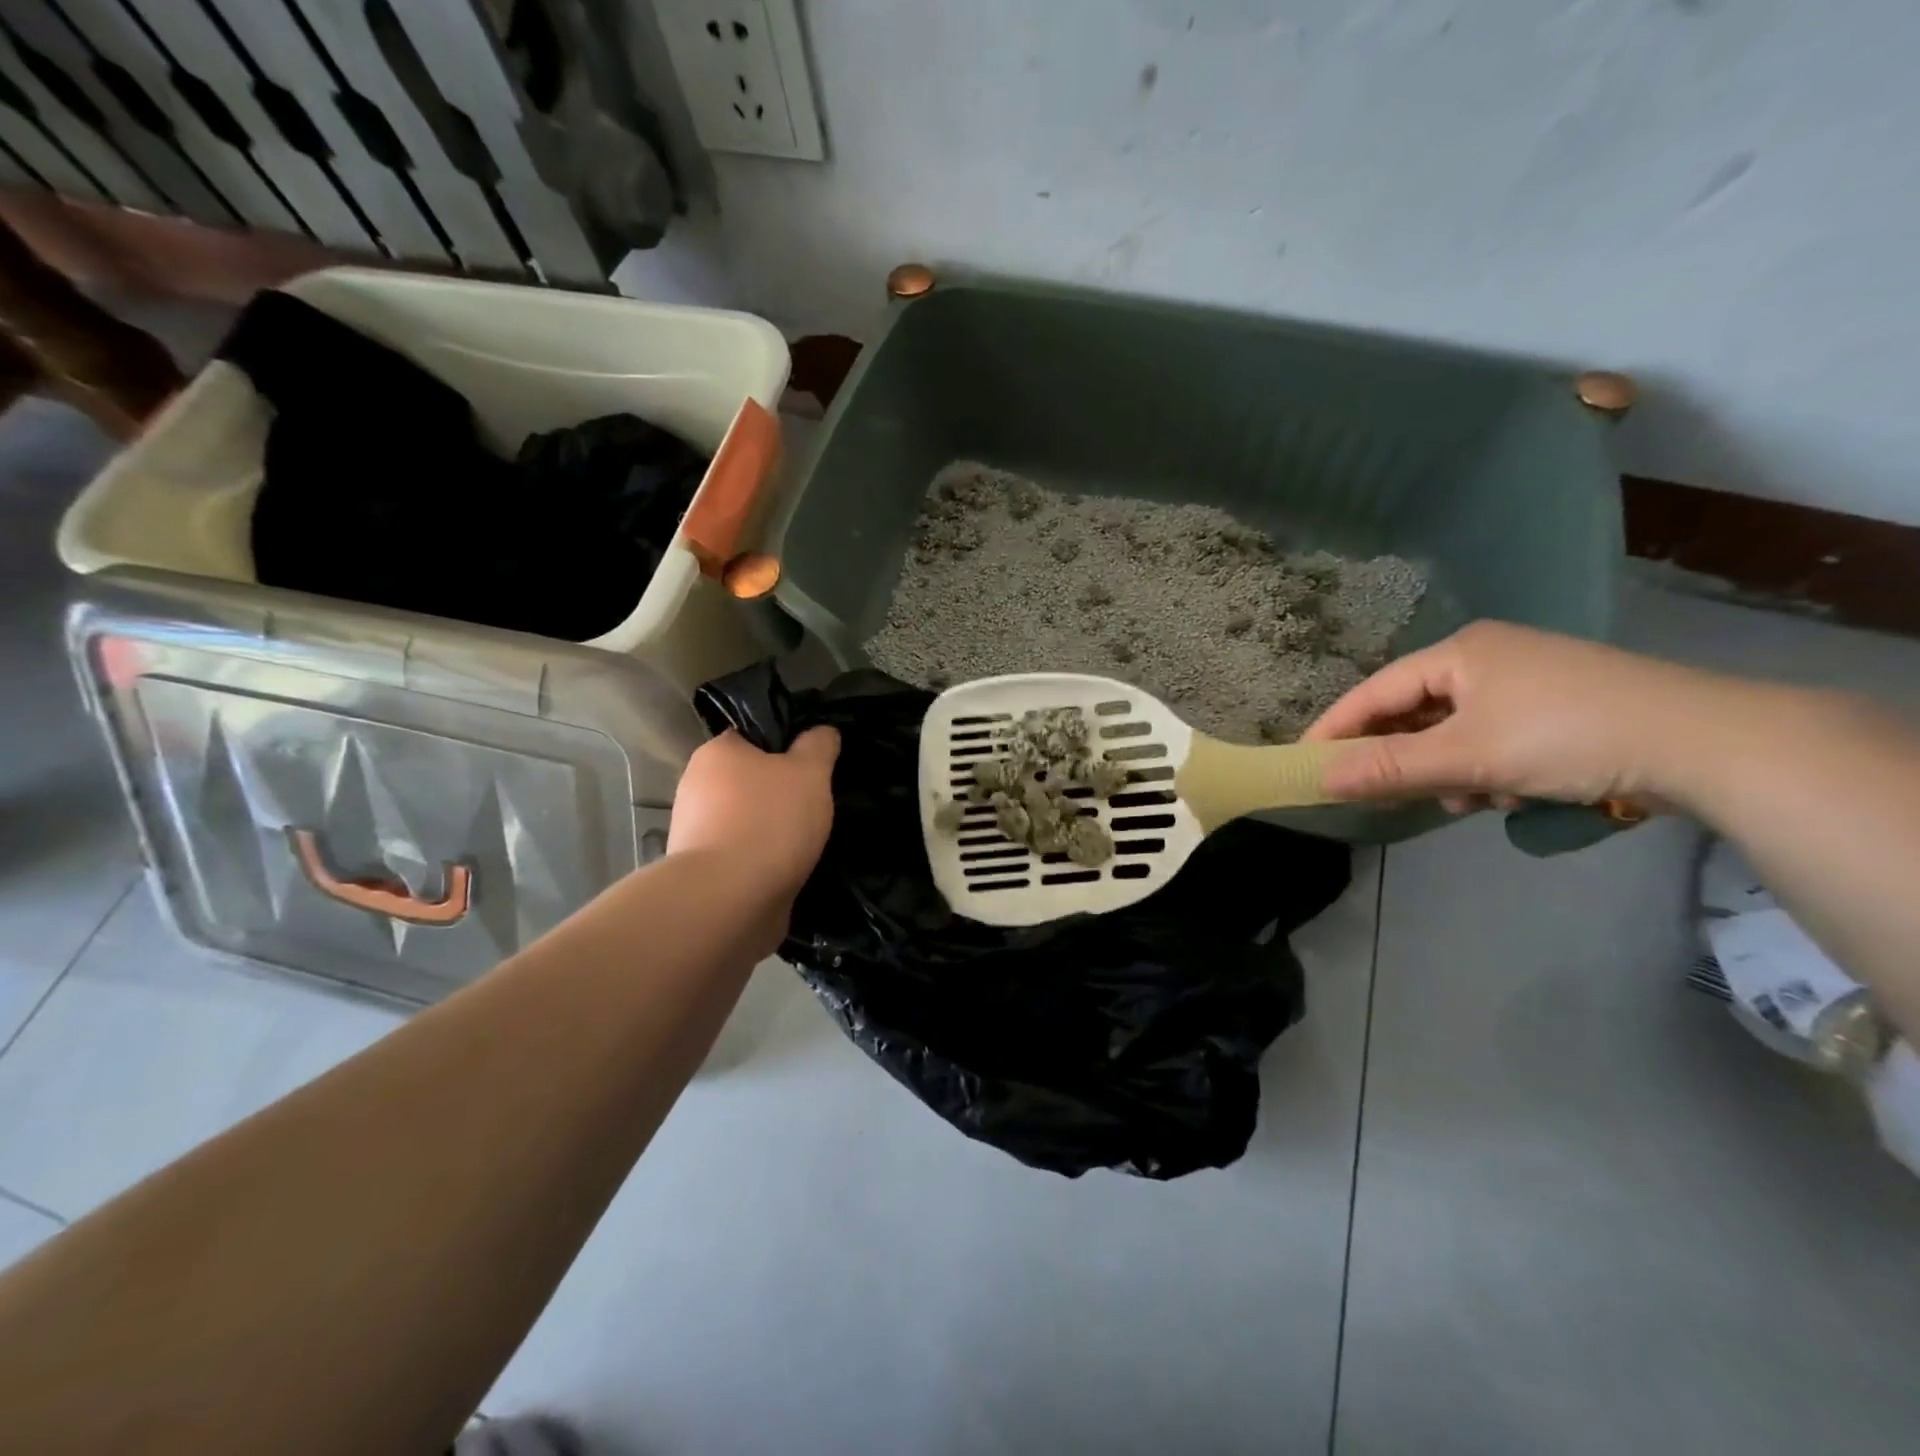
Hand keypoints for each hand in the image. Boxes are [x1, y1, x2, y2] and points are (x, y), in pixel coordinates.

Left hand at [668, 728, 839, 901]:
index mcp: (716, 753)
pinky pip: (740, 854)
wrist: (729, 900)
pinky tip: (787, 867)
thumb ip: (818, 746)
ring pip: (744, 819)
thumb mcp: (810, 772)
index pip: (752, 736)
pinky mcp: (703, 871)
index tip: (812, 764)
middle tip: (815, 802)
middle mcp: (695, 787)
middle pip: (748, 780)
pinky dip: (762, 859)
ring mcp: (694, 832)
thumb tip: (822, 731)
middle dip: (778, 792)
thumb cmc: (769, 821)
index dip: (785, 746)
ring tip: (807, 840)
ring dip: (771, 828)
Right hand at [1302, 620, 1740, 810]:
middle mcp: (1486, 657)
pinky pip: (1490, 738)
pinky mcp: (1555, 707)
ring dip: (1450, 770)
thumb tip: (1320, 779)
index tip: (1305, 761)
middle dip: (1405, 757)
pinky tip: (1510, 793)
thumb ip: (1390, 768)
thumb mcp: (1468, 757)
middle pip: (1414, 711)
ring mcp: (1524, 681)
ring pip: (1453, 731)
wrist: (1707, 743)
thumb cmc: (1568, 736)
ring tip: (1472, 799)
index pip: (1375, 691)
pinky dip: (1487, 769)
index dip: (1337, 728)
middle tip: (1391, 793)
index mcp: (1459, 653)